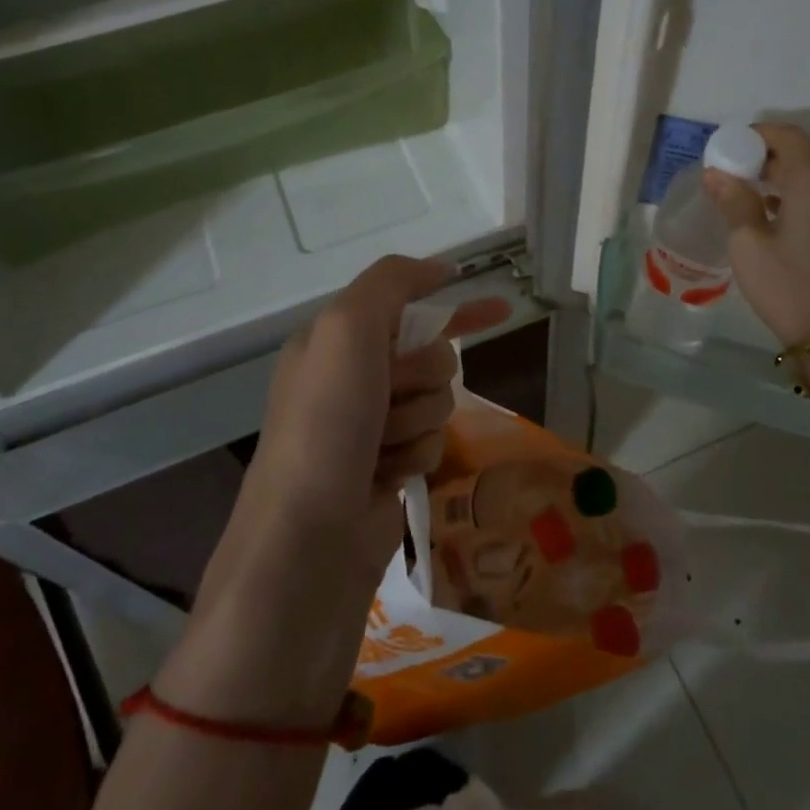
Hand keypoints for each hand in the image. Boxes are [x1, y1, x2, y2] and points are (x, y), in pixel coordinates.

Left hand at [160, 256, 509, 728]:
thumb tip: (439, 269)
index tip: (501, 307)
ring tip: (381, 447)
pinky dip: (417, 456)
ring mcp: (370, 427)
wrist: (309, 541)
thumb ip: (390, 283)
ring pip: (438, 401)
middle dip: (422, 376)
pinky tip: (388, 476)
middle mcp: (351, 379)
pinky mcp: (388, 468)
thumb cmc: (325, 424)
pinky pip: (433, 443)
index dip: (453, 304)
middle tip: (387, 399)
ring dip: (418, 420)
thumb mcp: (347, 330)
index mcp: (333, 341)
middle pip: (432, 356)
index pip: (406, 306)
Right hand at [702, 123, 809, 351]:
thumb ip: (734, 200)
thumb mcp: (748, 244)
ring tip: (779, 207)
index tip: (736, 149)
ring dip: (807, 182)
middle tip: (752, 180)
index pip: (788, 135)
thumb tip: (716, 173)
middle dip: (781, 160)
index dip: (759, 135)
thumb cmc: (787, 287)